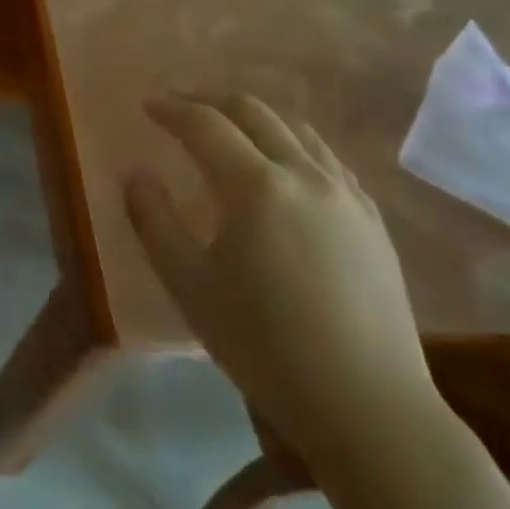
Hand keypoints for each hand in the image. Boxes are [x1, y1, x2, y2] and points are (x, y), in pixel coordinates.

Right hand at [123, 94, 436, 460]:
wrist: (368, 407)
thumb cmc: (264, 345)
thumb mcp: (188, 285)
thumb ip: (153, 220)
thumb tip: (136, 172)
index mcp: (256, 186)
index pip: (205, 125)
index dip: (172, 109)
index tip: (148, 105)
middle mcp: (305, 175)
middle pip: (254, 113)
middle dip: (210, 101)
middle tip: (180, 106)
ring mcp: (347, 196)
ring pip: (297, 131)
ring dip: (255, 118)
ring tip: (228, 130)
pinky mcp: (373, 222)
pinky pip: (328, 161)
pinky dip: (294, 145)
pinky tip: (285, 168)